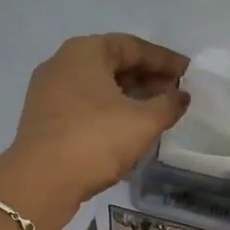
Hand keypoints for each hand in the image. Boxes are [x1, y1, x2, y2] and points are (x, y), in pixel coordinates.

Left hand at [0, 33, 188, 229]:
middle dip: (147, 78)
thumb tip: (181, 96)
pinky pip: (85, 105)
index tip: (189, 74)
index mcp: (85, 51)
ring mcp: (48, 91)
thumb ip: (168, 105)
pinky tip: (128, 129)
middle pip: (113, 63)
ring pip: (98, 86)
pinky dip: (109, 111)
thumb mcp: (143, 122)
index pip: (134, 46)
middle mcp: (63, 63)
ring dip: (129, 96)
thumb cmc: (95, 141)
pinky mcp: (44, 118)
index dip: (165, 60)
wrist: (40, 182)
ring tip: (157, 113)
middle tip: (175, 94)